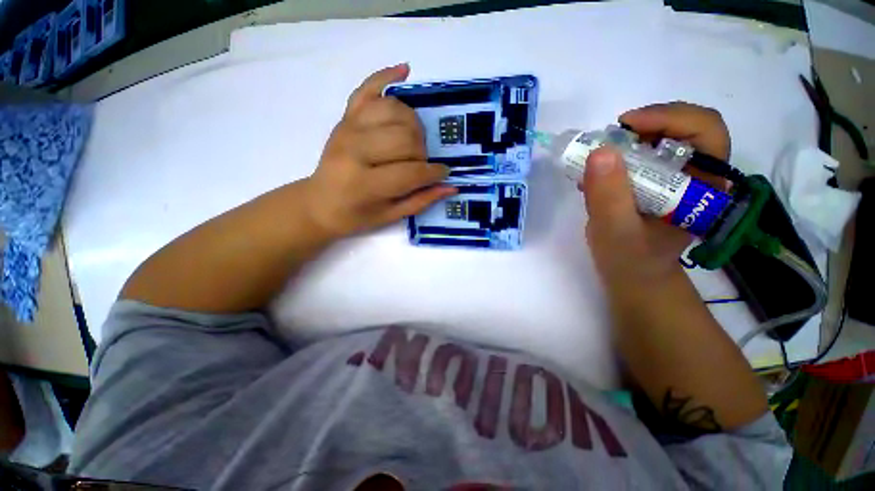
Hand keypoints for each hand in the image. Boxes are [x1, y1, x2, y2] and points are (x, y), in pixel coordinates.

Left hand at [302, 64, 455, 237]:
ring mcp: (348, 127)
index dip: (434, 173)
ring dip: (413, 125)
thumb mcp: (390, 216)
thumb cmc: (356, 215)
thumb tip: (451, 186)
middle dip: (422, 152)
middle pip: (405, 137)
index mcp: (365, 183)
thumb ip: (421, 200)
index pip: (412, 171)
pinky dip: (387, 77)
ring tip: (413, 141)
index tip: (443, 173)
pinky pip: (368, 89)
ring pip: (395, 111)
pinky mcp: (345, 117)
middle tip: (421, 163)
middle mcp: (355, 150)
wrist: (319, 203)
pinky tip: (405, 72)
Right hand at [581, 102, 730, 285]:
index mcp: (703, 187)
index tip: (625, 125)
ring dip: (629, 139)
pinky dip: (619, 153)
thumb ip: (609, 196)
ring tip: (598, 157)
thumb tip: (601, 151)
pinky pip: (643, 154)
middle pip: (684, 127)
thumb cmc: (629, 261)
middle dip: (645, 124)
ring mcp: (676, 178)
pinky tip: (599, 170)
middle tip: (609, 139)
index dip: (669, 117)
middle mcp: (696, 176)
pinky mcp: (656, 183)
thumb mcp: (616, 232)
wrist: (632, 277)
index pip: (705, 130)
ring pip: (662, 138)